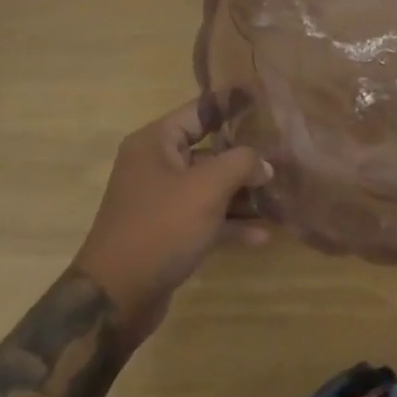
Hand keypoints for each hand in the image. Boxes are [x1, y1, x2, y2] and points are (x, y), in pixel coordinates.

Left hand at [71, 98, 272, 352]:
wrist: (116, 298)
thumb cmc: (160, 227)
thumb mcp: (207, 187)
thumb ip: (241, 164)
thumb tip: (263, 164)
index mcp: (155, 142)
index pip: (199, 111)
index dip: (230, 105)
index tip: (261, 99)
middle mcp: (155, 166)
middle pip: (207, 151)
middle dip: (243, 157)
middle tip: (280, 155)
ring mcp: (161, 202)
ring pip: (209, 187)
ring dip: (241, 194)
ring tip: (278, 196)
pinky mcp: (167, 234)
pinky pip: (204, 219)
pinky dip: (230, 225)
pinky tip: (262, 236)